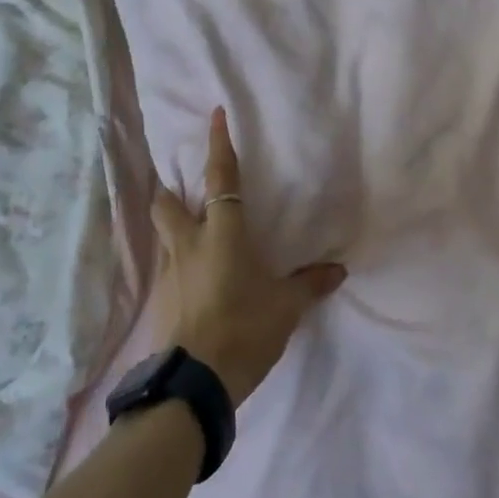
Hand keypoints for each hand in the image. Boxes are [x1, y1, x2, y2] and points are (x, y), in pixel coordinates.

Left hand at [151, 107, 345, 404]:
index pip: (220, 179)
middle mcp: (188, 244)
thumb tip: (338, 270)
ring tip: (189, 233)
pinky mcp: (160, 300)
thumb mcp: (285, 307)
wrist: (196, 382)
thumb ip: (309, 284)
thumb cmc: (244, 329)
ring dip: (171, 225)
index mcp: (221, 234)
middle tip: (181, 188)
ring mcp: (169, 273)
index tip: (215, 115)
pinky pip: (166, 268)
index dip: (218, 145)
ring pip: (162, 235)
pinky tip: (192, 279)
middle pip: (167, 203)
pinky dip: (176, 263)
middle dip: (170, 189)